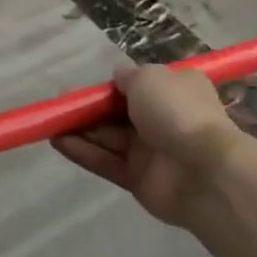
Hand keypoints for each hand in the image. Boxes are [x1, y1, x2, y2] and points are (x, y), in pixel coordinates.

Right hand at [52, 64, 242, 226]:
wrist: (204, 171)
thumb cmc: (177, 111)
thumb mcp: (149, 77)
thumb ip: (128, 76)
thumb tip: (118, 77)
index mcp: (175, 90)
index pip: (140, 86)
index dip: (113, 86)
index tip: (89, 87)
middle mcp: (164, 119)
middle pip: (119, 113)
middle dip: (91, 109)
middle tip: (61, 104)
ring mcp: (151, 152)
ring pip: (109, 137)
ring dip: (81, 130)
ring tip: (51, 122)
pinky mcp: (138, 179)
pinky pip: (107, 162)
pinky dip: (83, 152)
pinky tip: (58, 142)